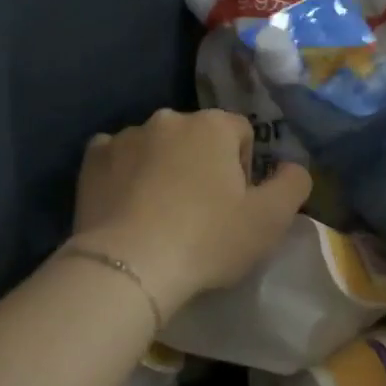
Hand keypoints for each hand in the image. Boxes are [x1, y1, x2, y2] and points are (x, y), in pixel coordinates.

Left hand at [69, 109, 310, 315]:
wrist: (129, 267)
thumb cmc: (207, 240)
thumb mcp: (270, 220)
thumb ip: (294, 184)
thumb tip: (293, 166)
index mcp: (213, 125)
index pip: (241, 133)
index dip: (244, 168)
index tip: (235, 205)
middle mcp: (168, 118)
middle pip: (197, 137)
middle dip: (202, 165)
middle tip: (200, 213)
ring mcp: (125, 136)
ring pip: (156, 147)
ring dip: (163, 168)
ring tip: (159, 215)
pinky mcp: (92, 160)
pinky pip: (116, 158)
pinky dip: (124, 174)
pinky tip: (127, 207)